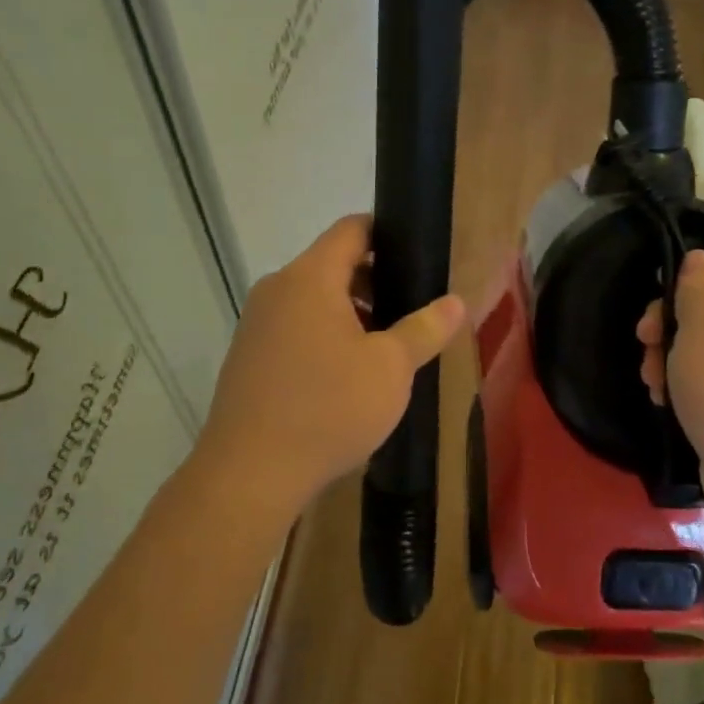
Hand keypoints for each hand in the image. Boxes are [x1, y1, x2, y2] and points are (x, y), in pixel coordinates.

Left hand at [195, 215, 464, 511]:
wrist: (249, 474)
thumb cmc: (328, 409)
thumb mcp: (390, 369)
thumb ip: (424, 329)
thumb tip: (455, 302)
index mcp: (309, 278)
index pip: (352, 229)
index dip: (387, 234)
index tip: (417, 258)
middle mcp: (276, 290)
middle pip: (332, 264)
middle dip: (374, 282)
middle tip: (410, 313)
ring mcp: (256, 324)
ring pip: (312, 300)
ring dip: (350, 314)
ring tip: (384, 350)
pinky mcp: (247, 357)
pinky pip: (294, 328)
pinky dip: (323, 337)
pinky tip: (345, 378)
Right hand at [637, 248, 703, 516]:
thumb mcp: (702, 325)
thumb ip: (695, 284)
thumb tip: (699, 259)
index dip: (691, 271)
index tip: (660, 298)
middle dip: (672, 322)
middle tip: (644, 343)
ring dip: (673, 355)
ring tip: (653, 381)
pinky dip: (691, 380)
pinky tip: (667, 400)